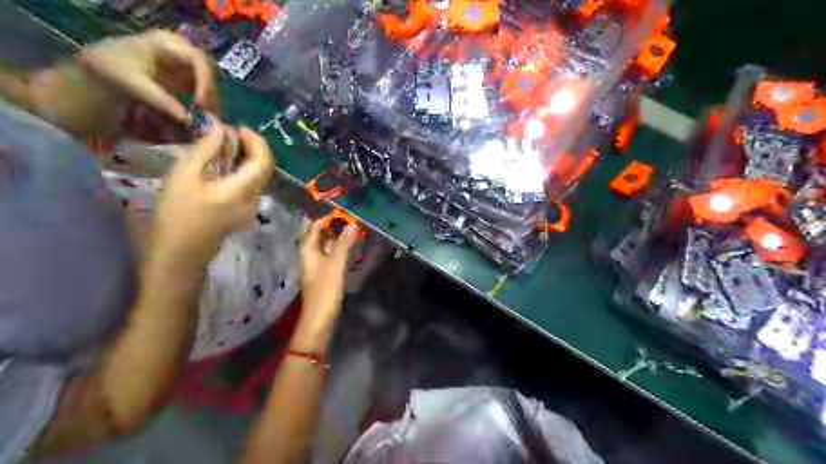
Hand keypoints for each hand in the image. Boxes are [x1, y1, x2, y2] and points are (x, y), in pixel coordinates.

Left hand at [31, 28, 214, 134]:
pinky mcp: (185, 77)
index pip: (197, 60)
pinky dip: (205, 103)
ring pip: (207, 82)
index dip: (205, 82)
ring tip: (208, 118)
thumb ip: (162, 101)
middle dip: (210, 93)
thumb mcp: (135, 86)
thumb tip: (189, 119)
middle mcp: (180, 51)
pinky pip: (202, 89)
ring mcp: (184, 64)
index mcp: (166, 43)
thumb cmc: (113, 70)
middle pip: (207, 72)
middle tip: (209, 114)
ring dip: (210, 100)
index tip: (202, 103)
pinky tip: (203, 115)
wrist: (100, 68)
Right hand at [150, 125, 273, 265]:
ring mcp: (250, 208)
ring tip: (223, 145)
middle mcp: (254, 198)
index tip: (238, 127)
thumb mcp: (185, 175)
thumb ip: (206, 150)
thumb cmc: (177, 214)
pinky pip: (248, 186)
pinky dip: (240, 171)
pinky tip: (222, 164)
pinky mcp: (242, 213)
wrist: (178, 255)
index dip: (256, 140)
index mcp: (244, 189)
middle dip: (252, 147)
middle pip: (263, 168)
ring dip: (246, 158)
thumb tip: (222, 129)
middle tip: (230, 134)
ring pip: (257, 177)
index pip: (264, 160)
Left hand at [299, 220, 360, 326]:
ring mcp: (317, 264)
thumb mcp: (335, 264)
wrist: (320, 317)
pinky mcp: (324, 273)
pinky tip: (351, 247)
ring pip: (326, 245)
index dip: (327, 219)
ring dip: (338, 238)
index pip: (314, 227)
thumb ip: (344, 244)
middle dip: (333, 227)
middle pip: (319, 235)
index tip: (343, 213)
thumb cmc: (325, 289)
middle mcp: (310, 255)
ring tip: (354, 230)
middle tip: (351, 220)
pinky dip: (339, 249)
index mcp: (307, 250)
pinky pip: (331, 255)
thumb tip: (351, 224)